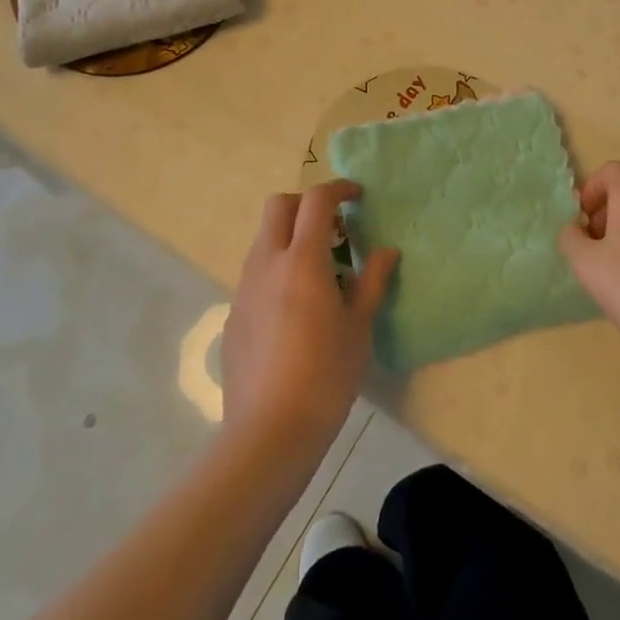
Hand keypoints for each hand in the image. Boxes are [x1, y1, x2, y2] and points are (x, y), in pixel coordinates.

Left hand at [221, 180, 397, 465]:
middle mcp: (267, 263)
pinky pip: (255, 273)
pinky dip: (277, 269)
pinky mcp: (233, 313)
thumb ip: (372, 281)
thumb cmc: (326, 376)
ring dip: (290, 237)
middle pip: (279, 206)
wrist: (269, 431)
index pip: (316, 200)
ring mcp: (244, 288)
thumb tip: (387, 251)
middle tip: (334, 228)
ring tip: (319, 272)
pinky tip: (294, 309)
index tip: (357, 197)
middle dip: (306, 204)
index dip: (338, 188)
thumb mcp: (358, 327)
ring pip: (264, 239)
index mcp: (302, 260)